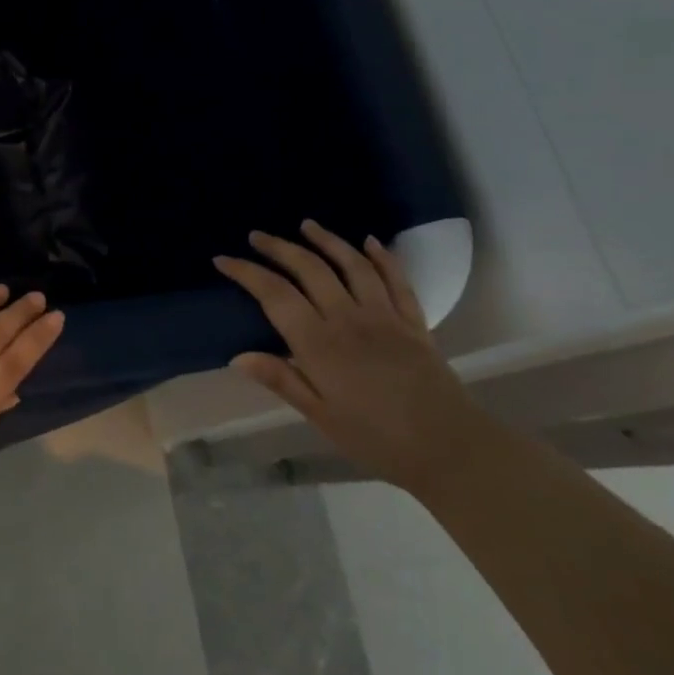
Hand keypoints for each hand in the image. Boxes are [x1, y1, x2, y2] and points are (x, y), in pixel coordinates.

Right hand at [214, 220, 481, 494]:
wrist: (450, 449)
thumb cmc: (376, 439)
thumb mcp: (320, 416)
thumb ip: (281, 380)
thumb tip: (238, 356)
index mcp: (319, 344)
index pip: (275, 295)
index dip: (247, 272)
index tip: (223, 260)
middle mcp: (349, 319)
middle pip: (309, 269)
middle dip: (279, 248)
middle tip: (257, 236)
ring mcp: (385, 316)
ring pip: (352, 265)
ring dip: (327, 240)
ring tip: (307, 225)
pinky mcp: (414, 322)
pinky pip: (396, 280)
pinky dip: (382, 257)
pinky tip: (369, 242)